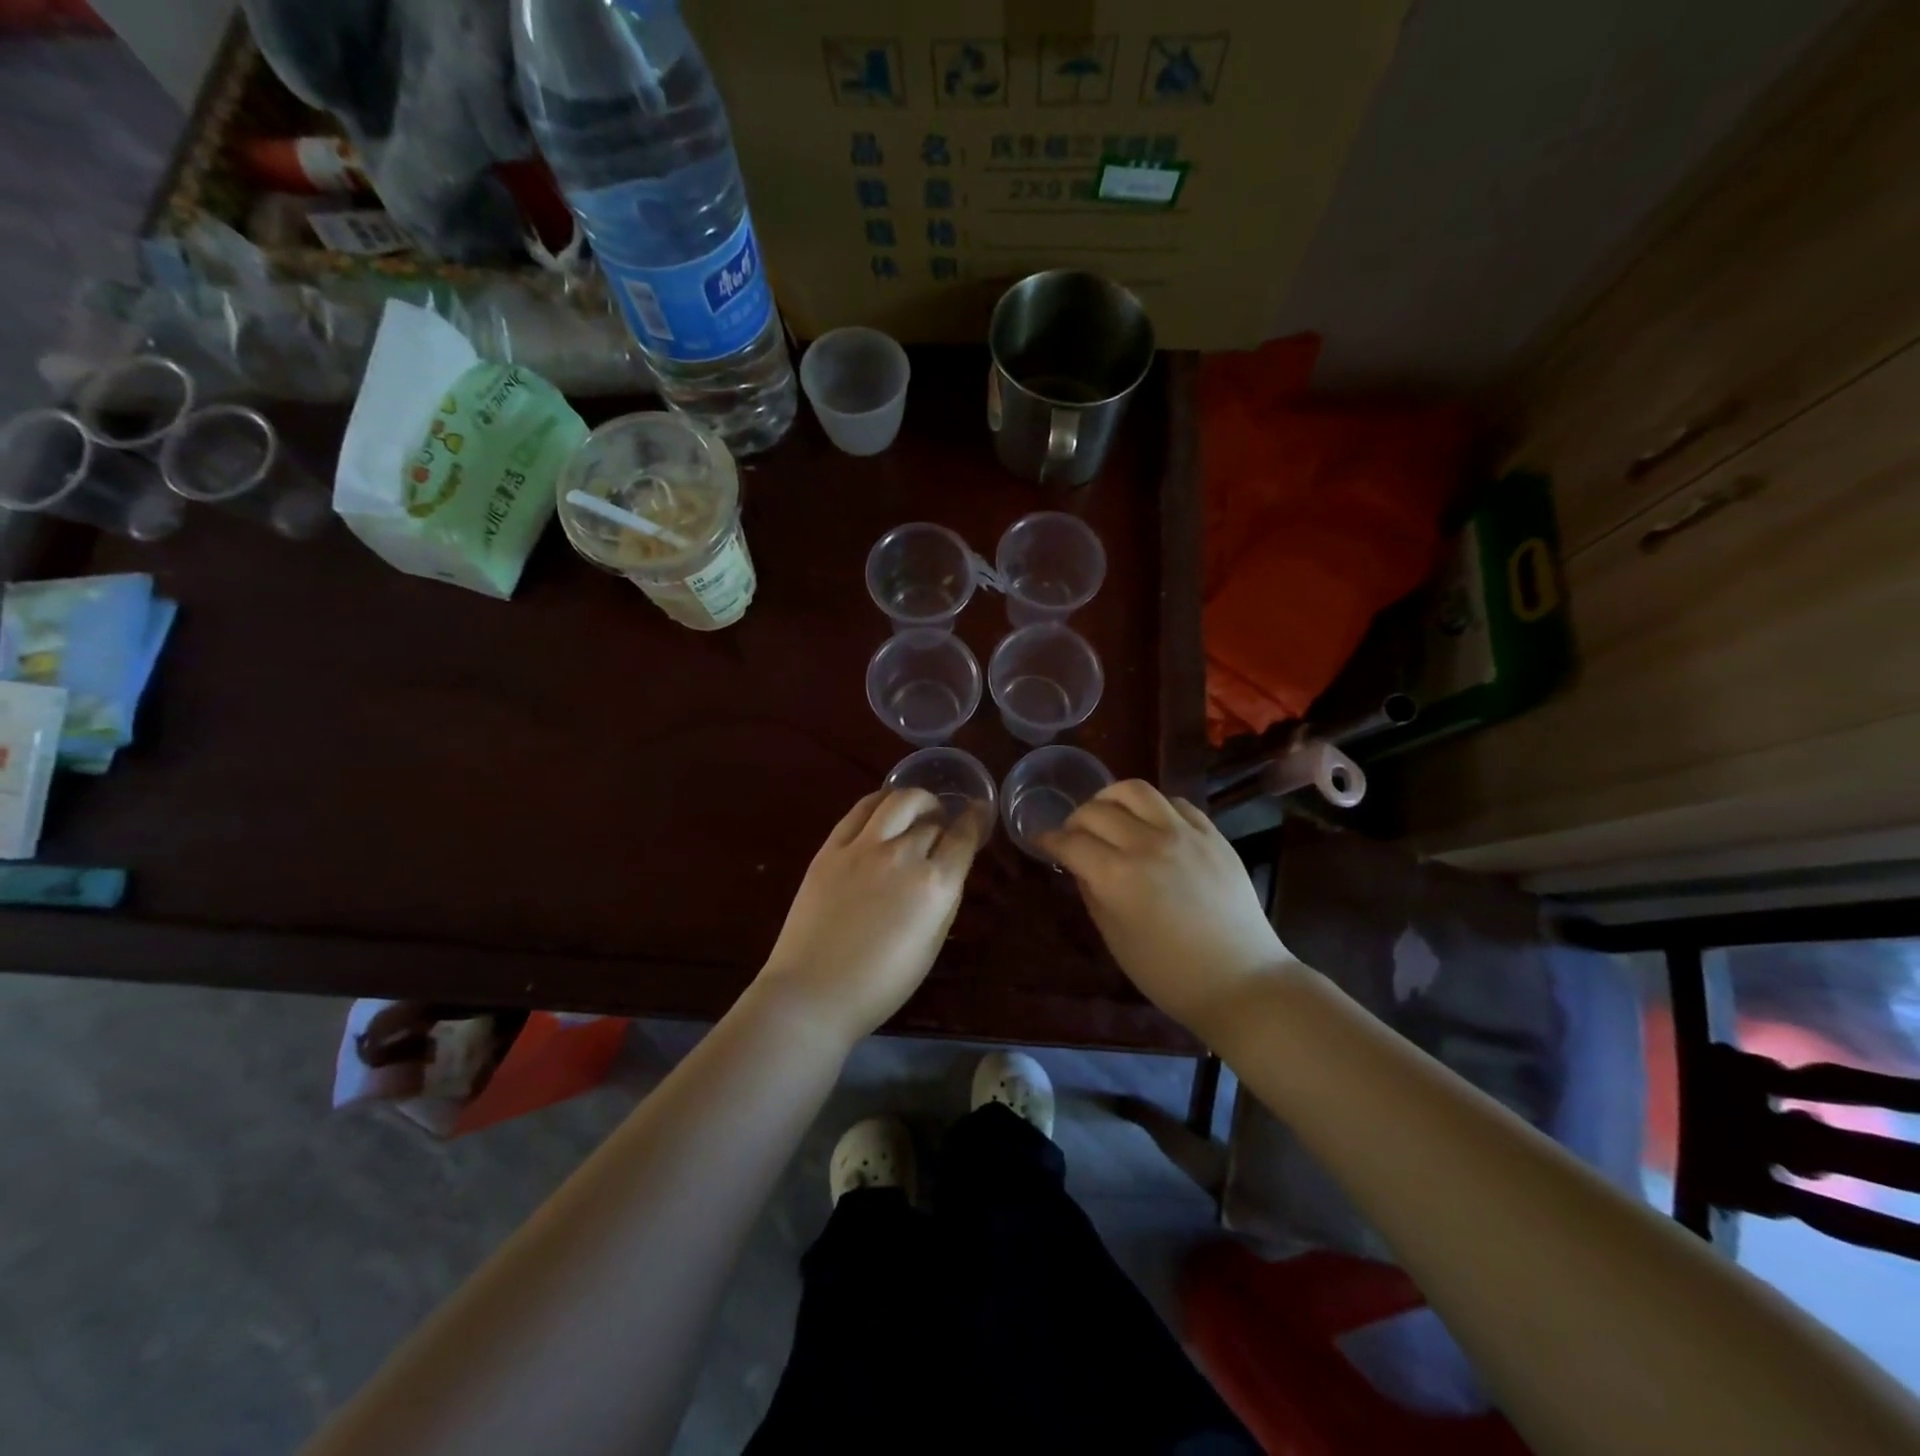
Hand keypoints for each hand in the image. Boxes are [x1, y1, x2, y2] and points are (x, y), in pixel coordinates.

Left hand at [755, 789, 983, 1045]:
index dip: (974, 820)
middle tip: (941, 827)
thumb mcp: (931, 946)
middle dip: (943, 821)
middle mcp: (904, 856)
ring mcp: (864, 847)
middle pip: (932, 821)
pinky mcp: (832, 848)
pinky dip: (880, 802)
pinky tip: (884, 810)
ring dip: (916, 801)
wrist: (814, 992)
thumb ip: (944, 901)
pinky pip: (860, 809)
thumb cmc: (881, 984)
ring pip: (899, 801)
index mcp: (935, 886)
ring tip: (916, 810)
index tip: (977, 811)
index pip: (963, 837)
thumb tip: (947, 871)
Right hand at [1038, 780, 1294, 1035]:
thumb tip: (1080, 865)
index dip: (1048, 840)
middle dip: (1075, 820)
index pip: (1070, 842)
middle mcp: (1147, 843)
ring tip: (1108, 814)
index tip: (1041, 841)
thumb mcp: (1115, 938)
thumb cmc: (1169, 973)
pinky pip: (1175, 802)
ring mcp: (1184, 834)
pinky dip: (1153, 807)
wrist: (1240, 980)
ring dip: (1110, 798)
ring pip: (1135, 790)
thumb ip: (1092, 893)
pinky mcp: (1212, 834)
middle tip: (1073, 836)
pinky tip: (1150, 824)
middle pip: (1096, 810)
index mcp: (1117, 876)